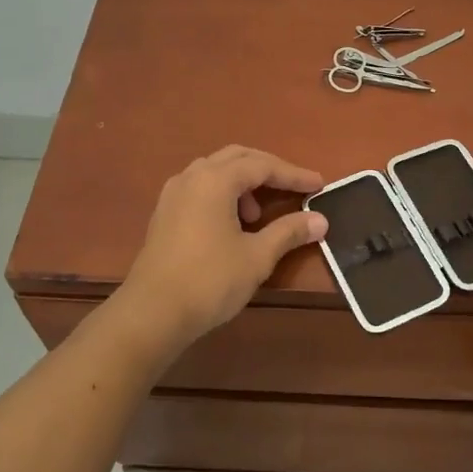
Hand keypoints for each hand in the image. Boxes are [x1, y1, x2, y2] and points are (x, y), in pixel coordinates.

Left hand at [116, 146, 327, 353]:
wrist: (152, 313)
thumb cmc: (209, 280)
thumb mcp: (257, 257)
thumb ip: (289, 232)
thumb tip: (320, 220)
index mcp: (215, 180)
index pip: (263, 165)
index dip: (293, 174)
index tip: (319, 184)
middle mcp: (192, 177)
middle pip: (237, 158)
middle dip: (268, 170)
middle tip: (293, 188)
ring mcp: (173, 194)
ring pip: (215, 171)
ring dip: (243, 183)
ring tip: (258, 216)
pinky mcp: (164, 213)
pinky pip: (200, 187)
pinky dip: (223, 194)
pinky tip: (231, 224)